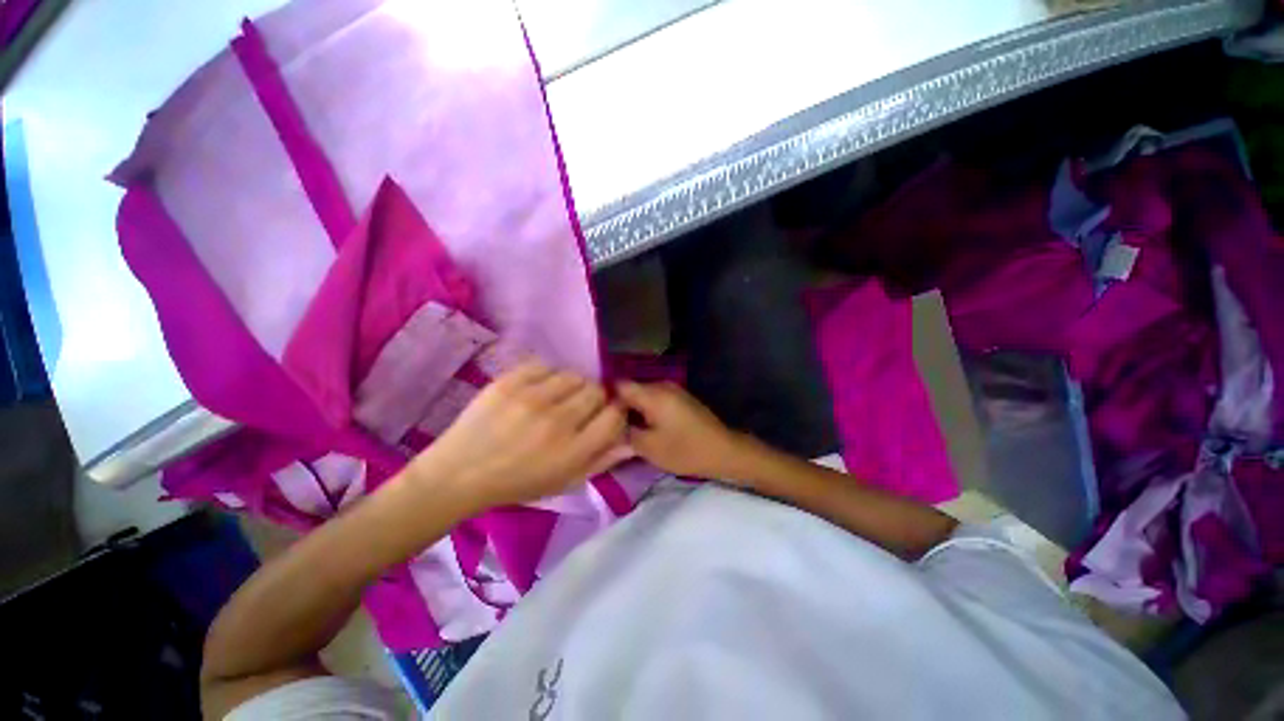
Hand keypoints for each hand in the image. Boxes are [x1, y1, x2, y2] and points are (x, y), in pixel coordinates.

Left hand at [408, 362, 632, 508]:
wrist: (459, 474)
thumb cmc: (517, 483)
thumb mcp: (564, 483)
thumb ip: (601, 461)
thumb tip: (630, 440)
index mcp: (573, 451)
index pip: (614, 415)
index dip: (615, 412)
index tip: (605, 414)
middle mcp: (557, 421)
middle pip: (597, 391)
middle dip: (594, 399)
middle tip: (578, 408)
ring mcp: (531, 398)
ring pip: (574, 375)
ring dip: (572, 386)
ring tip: (557, 398)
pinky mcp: (509, 382)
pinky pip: (545, 365)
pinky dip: (547, 375)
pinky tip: (538, 389)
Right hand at [615, 381, 749, 480]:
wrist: (724, 451)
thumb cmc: (685, 450)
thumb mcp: (649, 448)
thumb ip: (625, 434)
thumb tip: (610, 426)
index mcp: (653, 394)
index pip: (619, 385)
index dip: (605, 398)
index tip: (596, 415)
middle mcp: (661, 386)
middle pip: (631, 389)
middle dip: (619, 406)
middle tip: (609, 426)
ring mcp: (673, 391)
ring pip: (643, 396)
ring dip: (633, 410)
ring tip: (624, 429)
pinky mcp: (680, 399)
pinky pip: (655, 400)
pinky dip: (646, 411)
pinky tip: (644, 427)